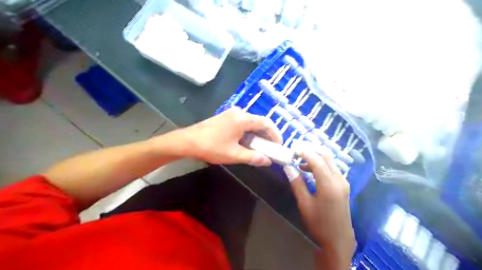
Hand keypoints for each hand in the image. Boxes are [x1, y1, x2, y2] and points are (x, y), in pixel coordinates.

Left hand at [172, 107, 280, 166]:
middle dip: (266, 135)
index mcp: (242, 119)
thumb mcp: (234, 154)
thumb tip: (268, 161)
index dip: (275, 134)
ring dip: (257, 135)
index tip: (279, 145)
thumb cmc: (212, 147)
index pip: (266, 123)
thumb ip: (253, 157)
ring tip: (260, 148)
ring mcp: (230, 114)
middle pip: (258, 122)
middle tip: (271, 148)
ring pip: (250, 123)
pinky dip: (248, 133)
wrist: (187, 141)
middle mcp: (238, 113)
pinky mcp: (225, 118)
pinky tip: (247, 143)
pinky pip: (241, 124)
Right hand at [283, 147, 356, 269]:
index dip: (305, 152)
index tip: (293, 149)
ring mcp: (343, 182)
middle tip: (298, 150)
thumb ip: (297, 183)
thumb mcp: (304, 204)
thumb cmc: (319, 223)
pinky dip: (322, 165)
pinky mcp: (344, 186)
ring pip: (330, 162)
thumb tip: (288, 167)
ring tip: (301, 162)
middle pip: (326, 157)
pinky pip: (332, 169)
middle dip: (312, 150)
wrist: (338, 240)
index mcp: (329, 184)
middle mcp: (339, 179)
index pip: (317, 161)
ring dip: (316, 157)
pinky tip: (311, 170)